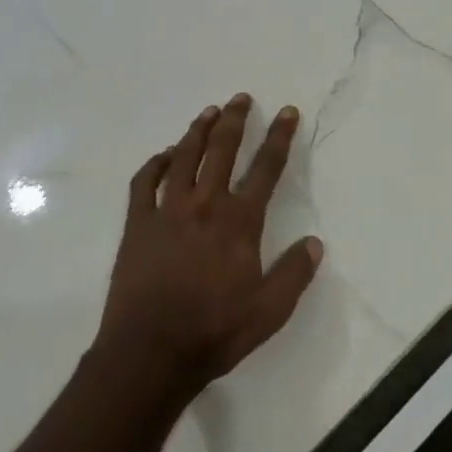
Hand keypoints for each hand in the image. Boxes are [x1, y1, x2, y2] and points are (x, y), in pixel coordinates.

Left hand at [94, 94, 322, 399]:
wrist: (149, 353)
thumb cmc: (214, 332)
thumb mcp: (269, 312)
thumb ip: (294, 274)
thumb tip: (314, 243)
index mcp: (239, 222)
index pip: (265, 169)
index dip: (279, 137)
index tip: (287, 112)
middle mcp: (204, 205)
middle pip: (221, 150)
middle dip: (234, 120)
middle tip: (240, 98)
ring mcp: (166, 212)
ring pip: (183, 157)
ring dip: (198, 131)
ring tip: (208, 112)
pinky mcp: (137, 225)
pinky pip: (144, 182)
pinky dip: (155, 163)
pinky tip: (164, 155)